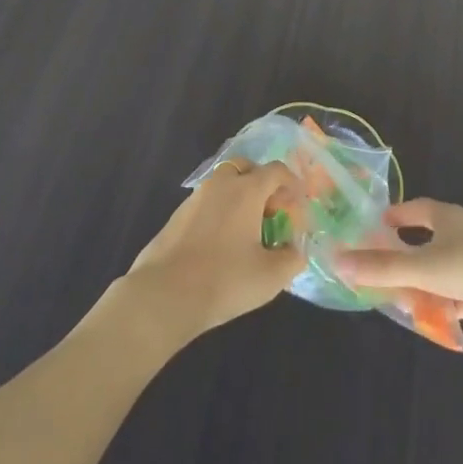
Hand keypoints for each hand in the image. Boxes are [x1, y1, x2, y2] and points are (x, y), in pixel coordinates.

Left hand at [119, 159, 301, 341]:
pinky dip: (220, 211)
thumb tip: (295, 248)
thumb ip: (292, 258)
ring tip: (247, 231)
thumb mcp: (270, 276)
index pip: (276, 170)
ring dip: (240, 197)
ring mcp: (195, 197)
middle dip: (263, 184)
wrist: (165, 295)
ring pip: (224, 184)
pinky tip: (221, 243)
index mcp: (247, 190)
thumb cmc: (225, 280)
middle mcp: (221, 184)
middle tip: (270, 212)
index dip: (292, 184)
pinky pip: (207, 201)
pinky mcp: (178, 215)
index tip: (298, 204)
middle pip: (247, 168)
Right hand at [334, 199, 462, 339]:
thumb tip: (336, 259)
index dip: (391, 219)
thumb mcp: (427, 265)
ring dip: (416, 289)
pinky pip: (452, 301)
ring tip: (387, 303)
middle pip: (421, 246)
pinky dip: (436, 308)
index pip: (411, 211)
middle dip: (398, 260)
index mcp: (445, 218)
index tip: (366, 229)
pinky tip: (421, 320)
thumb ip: (383, 267)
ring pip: (436, 277)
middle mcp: (458, 238)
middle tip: (367, 276)